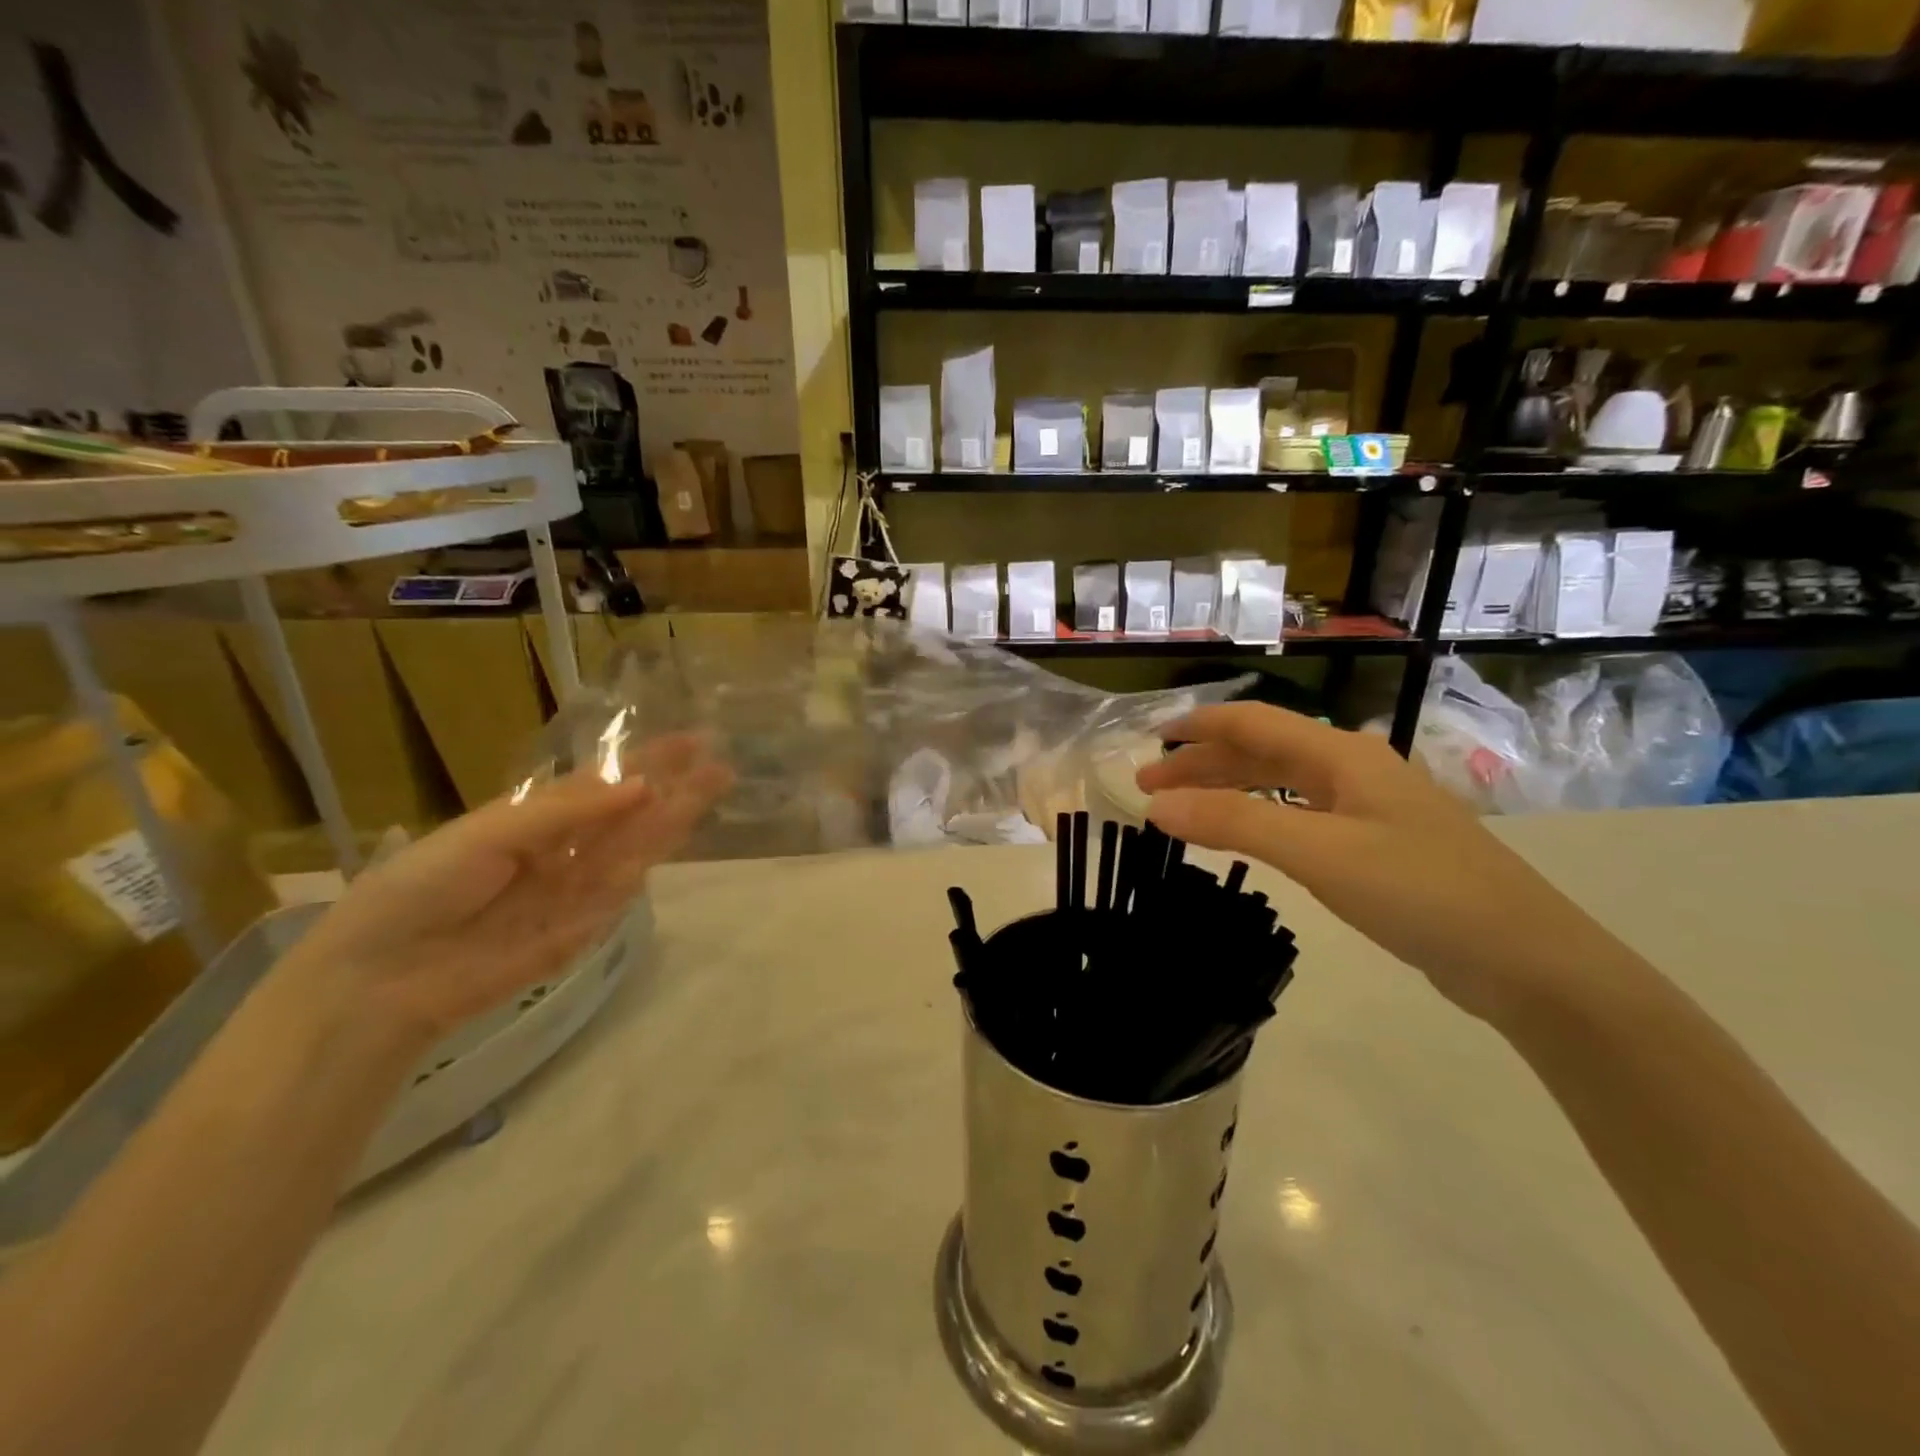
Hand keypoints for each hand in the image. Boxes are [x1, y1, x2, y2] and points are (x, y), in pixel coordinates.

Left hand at [280, 733, 730, 1040]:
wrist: (383, 979)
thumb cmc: (423, 888)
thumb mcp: (490, 833)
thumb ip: (568, 812)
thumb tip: (643, 787)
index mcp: (534, 818)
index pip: (603, 783)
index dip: (646, 761)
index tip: (691, 742)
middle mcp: (561, 850)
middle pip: (629, 816)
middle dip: (674, 791)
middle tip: (722, 768)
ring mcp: (572, 892)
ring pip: (633, 852)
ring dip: (672, 823)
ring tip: (713, 791)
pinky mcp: (578, 933)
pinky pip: (616, 899)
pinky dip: (642, 873)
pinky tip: (678, 840)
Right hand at [1137, 704, 1621, 1024]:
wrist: (1527, 960)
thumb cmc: (1420, 892)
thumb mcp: (1317, 852)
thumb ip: (1234, 822)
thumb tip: (1156, 805)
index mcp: (1341, 754)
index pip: (1252, 721)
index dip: (1197, 726)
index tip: (1148, 743)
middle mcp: (1353, 769)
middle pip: (1263, 750)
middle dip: (1203, 763)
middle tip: (1150, 788)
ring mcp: (1369, 808)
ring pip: (1281, 783)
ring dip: (1228, 789)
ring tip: (1183, 810)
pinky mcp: (1377, 845)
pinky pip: (1300, 814)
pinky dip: (1259, 817)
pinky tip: (1246, 835)